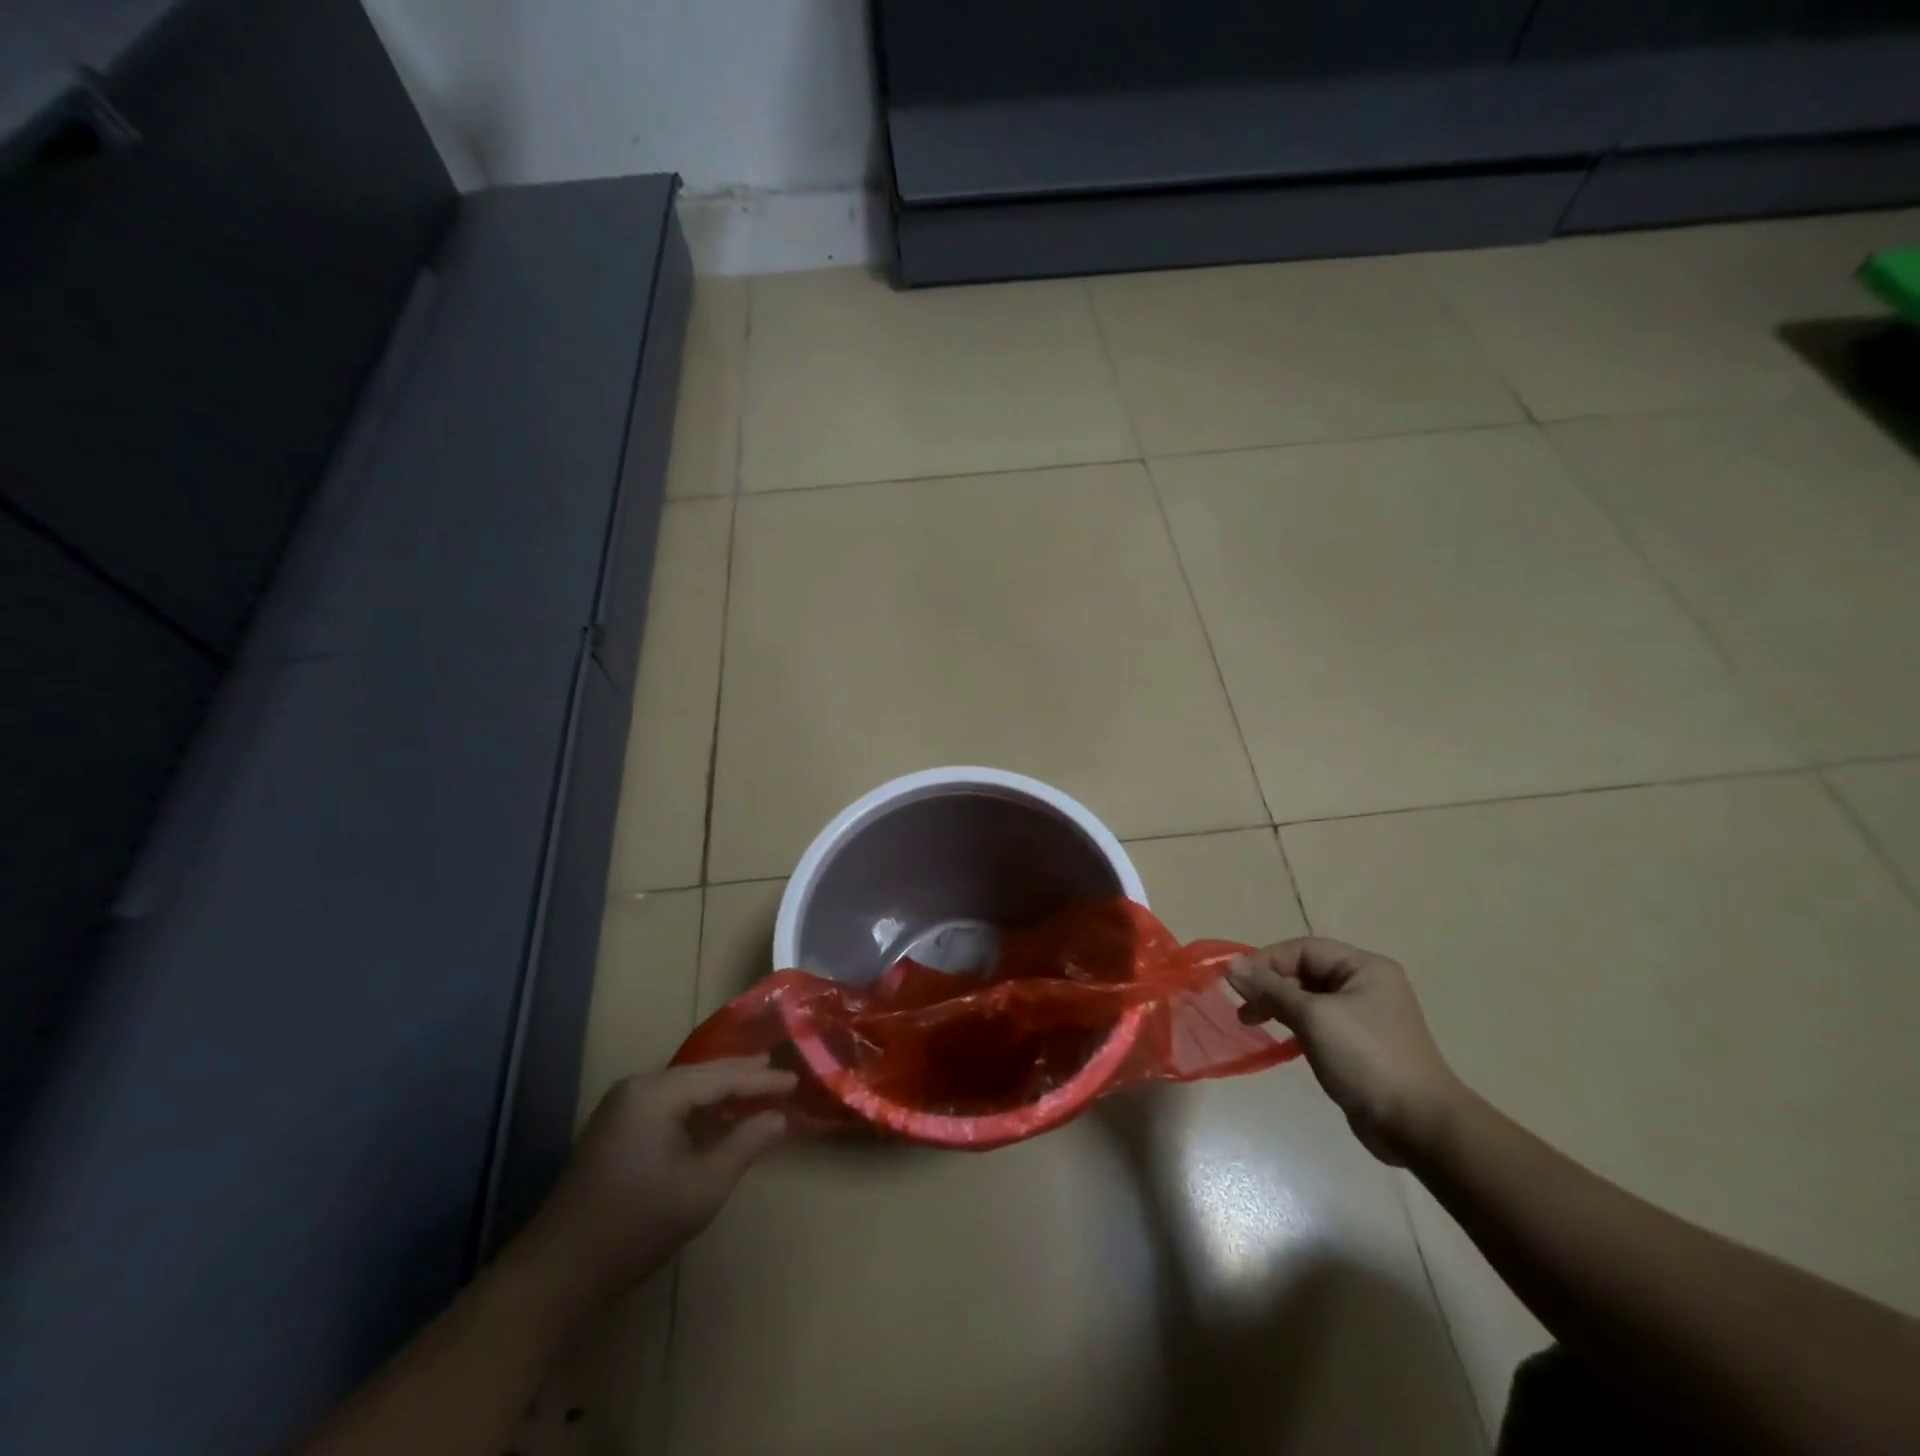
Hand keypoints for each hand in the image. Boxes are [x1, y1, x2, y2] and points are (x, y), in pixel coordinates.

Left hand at [527, 1057, 795, 1299]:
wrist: (556, 1273)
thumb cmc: (635, 1226)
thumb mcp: (702, 1188)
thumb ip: (744, 1146)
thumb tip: (779, 1118)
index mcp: (657, 1093)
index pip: (722, 1077)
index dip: (761, 1081)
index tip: (795, 1082)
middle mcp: (638, 1087)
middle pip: (702, 1073)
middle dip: (741, 1075)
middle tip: (779, 1075)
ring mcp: (622, 1107)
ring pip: (684, 1086)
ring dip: (720, 1090)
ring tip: (756, 1089)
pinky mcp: (615, 1128)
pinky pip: (668, 1102)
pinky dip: (698, 1106)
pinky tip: (716, 1116)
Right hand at [1228, 938, 1462, 1165]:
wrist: (1419, 1127)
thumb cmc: (1367, 1059)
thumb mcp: (1313, 1017)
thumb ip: (1270, 988)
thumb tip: (1231, 964)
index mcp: (1364, 967)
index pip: (1303, 949)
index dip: (1267, 961)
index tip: (1237, 983)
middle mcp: (1366, 985)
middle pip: (1305, 972)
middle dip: (1270, 986)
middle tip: (1242, 1008)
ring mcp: (1364, 1017)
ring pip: (1308, 999)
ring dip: (1278, 1006)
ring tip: (1251, 1022)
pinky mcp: (1359, 1046)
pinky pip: (1318, 1023)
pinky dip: (1294, 1026)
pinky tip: (1279, 1040)